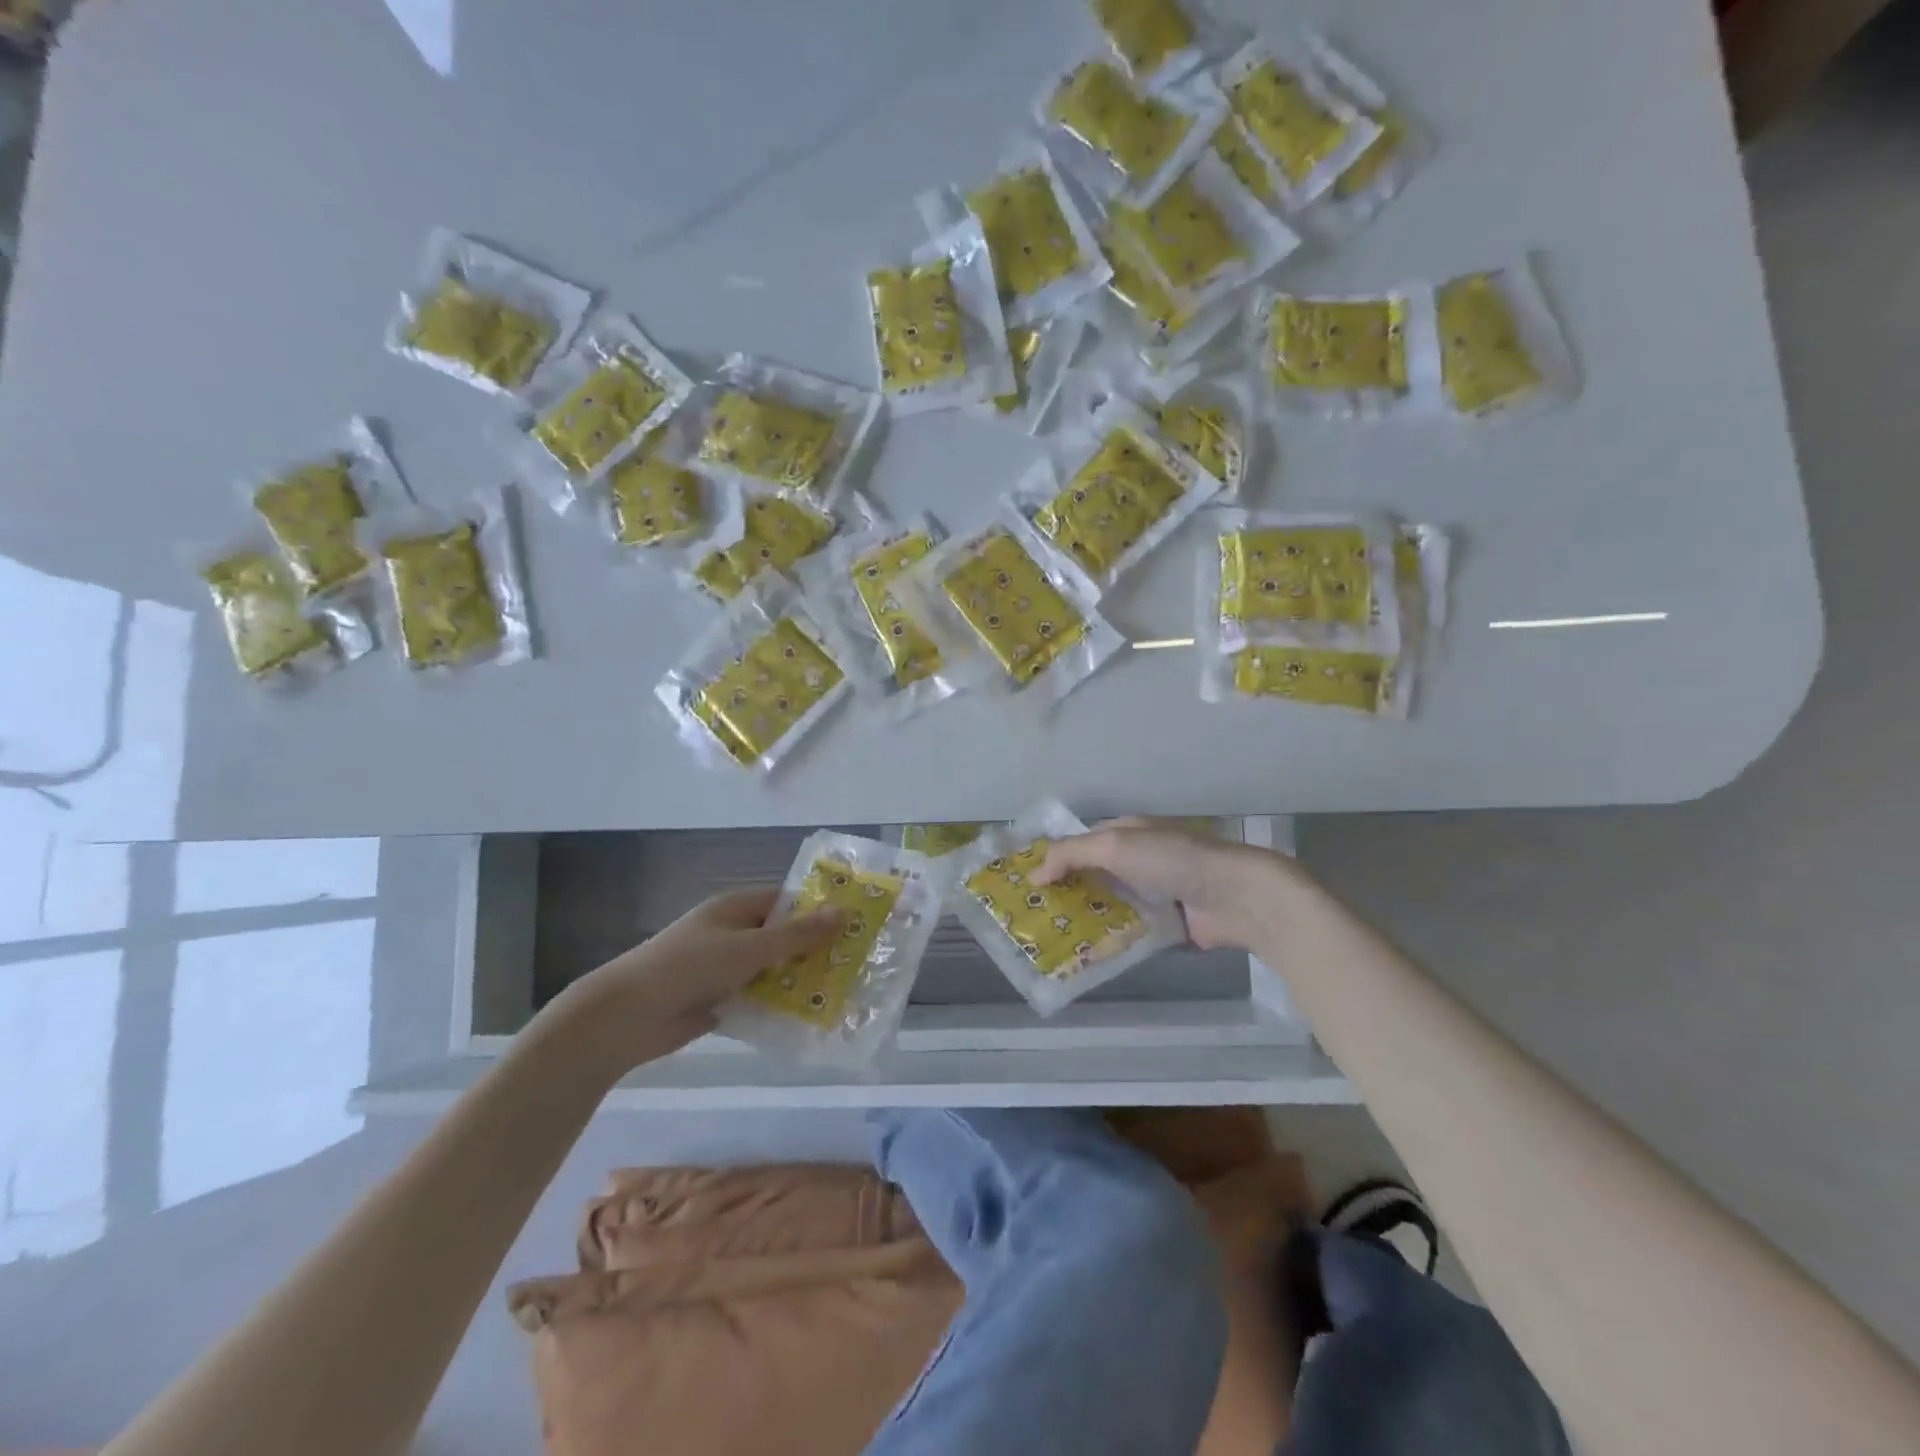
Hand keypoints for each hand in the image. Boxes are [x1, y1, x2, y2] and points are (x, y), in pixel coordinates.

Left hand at [568, 887, 840, 1057]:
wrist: (628, 1016)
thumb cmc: (690, 966)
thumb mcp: (750, 947)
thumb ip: (797, 935)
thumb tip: (843, 912)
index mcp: (736, 908)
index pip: (786, 901)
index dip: (818, 909)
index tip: (855, 921)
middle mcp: (732, 934)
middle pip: (782, 936)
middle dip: (814, 948)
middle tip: (857, 959)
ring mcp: (725, 968)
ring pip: (773, 970)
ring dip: (799, 979)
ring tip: (844, 990)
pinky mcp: (720, 1000)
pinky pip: (758, 998)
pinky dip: (779, 1004)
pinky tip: (810, 1016)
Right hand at [1035, 818, 1299, 951]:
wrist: (1235, 895)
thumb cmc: (1171, 859)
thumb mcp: (1114, 845)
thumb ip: (1071, 854)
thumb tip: (1032, 874)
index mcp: (1129, 833)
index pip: (1083, 843)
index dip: (1056, 860)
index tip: (1028, 885)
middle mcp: (1140, 860)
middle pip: (1095, 877)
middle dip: (1068, 894)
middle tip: (1034, 919)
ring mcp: (1156, 893)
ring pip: (1112, 906)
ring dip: (1088, 920)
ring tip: (1052, 943)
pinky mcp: (1170, 925)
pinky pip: (1133, 932)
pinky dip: (1113, 942)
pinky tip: (1087, 957)